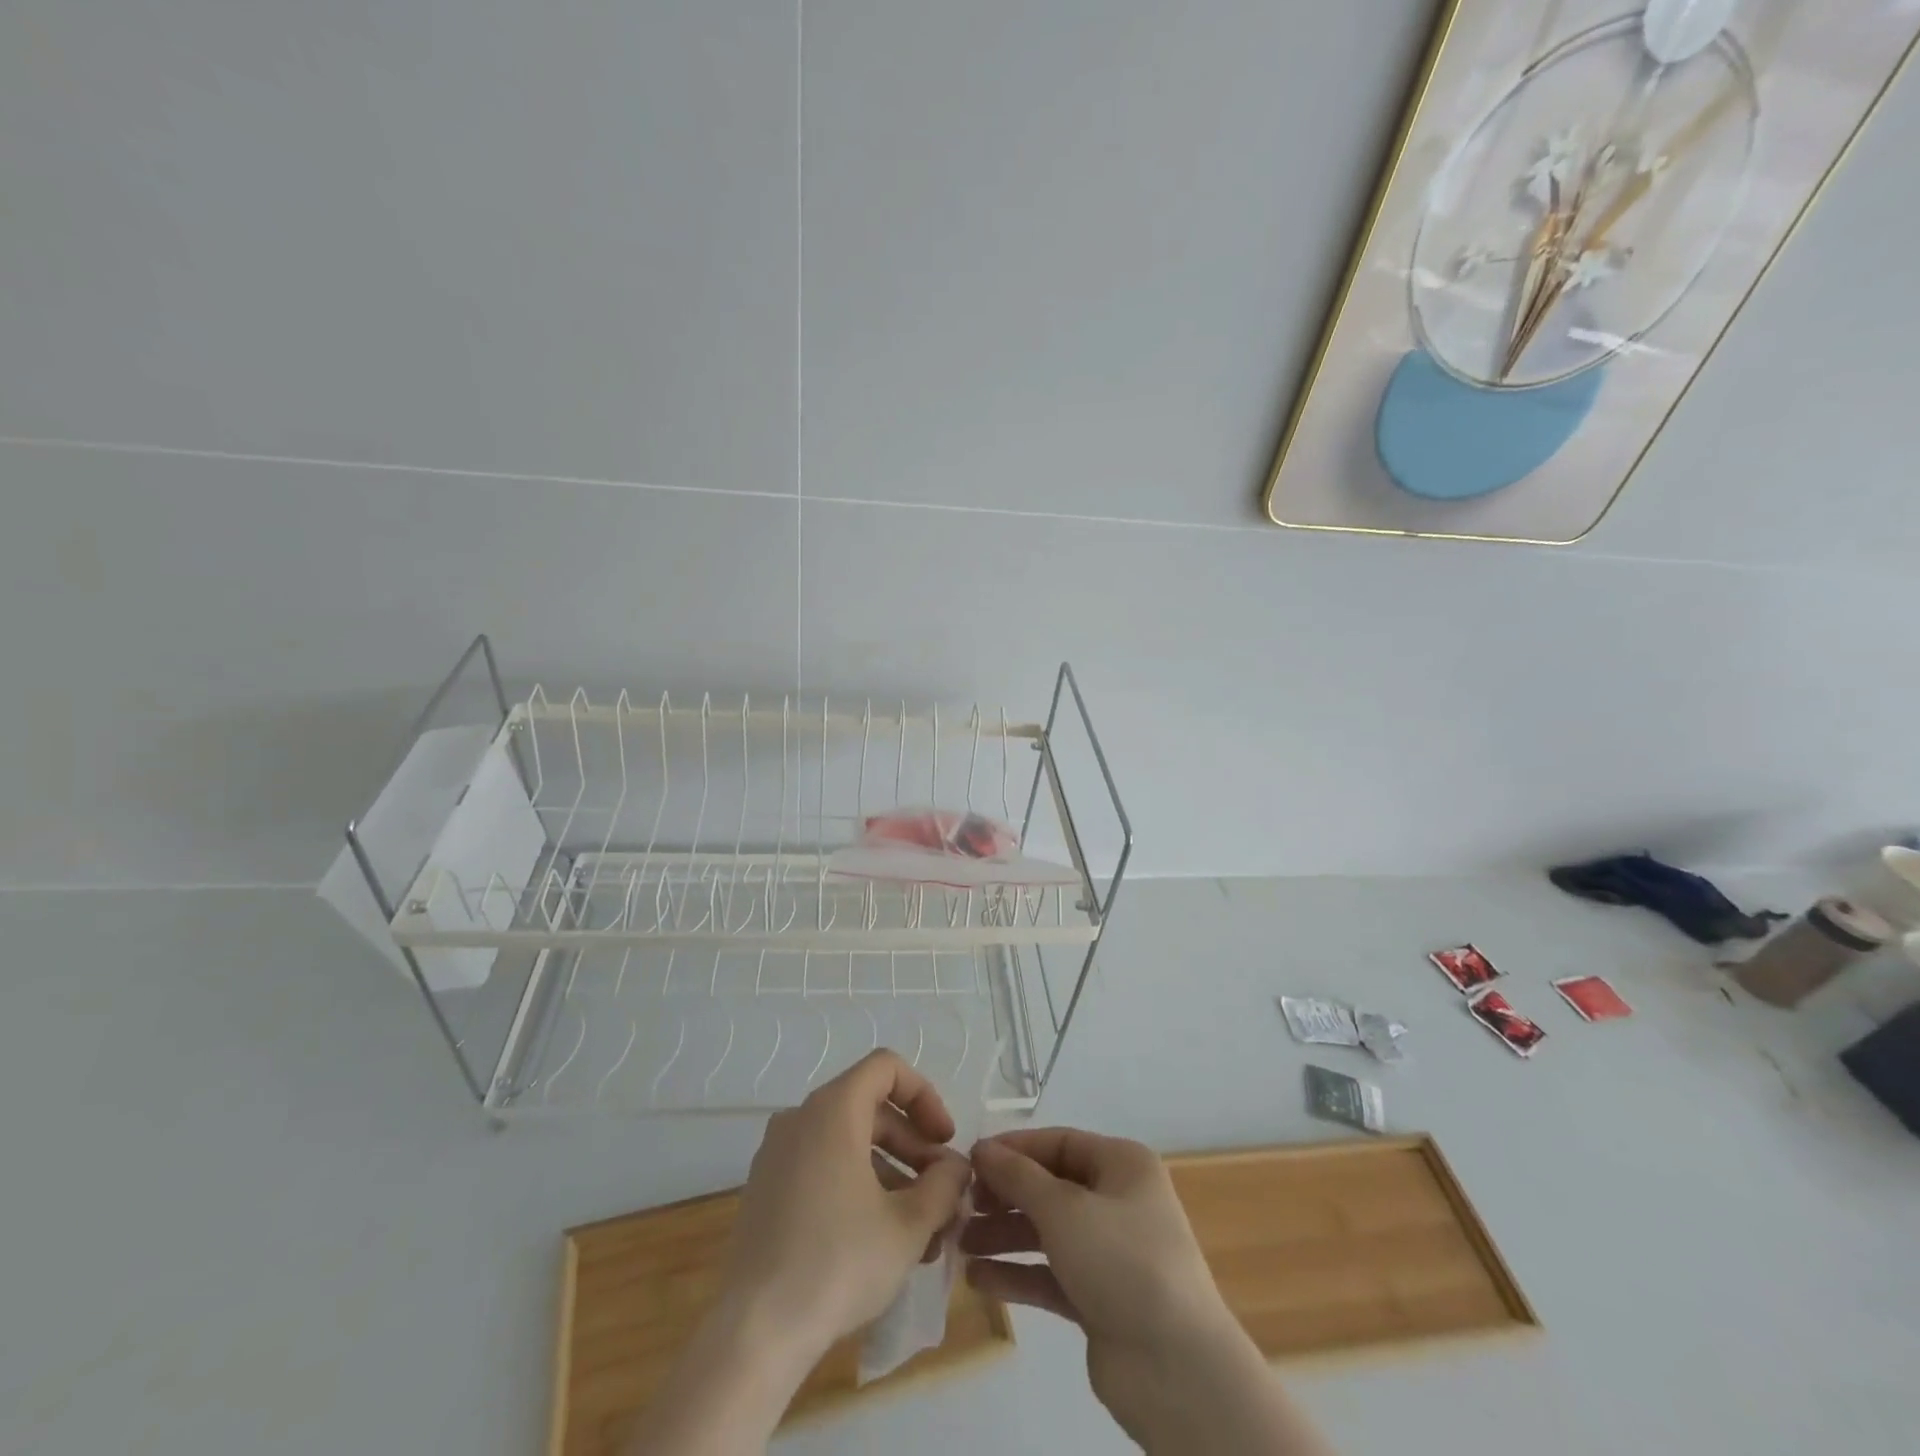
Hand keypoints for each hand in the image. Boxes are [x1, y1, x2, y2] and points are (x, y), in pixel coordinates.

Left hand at [723, 1049, 971, 1360]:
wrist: (754, 1334)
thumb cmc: (838, 1263)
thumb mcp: (908, 1224)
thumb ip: (944, 1185)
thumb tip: (955, 1167)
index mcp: (832, 1110)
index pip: (886, 1068)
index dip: (924, 1096)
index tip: (945, 1140)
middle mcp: (800, 1118)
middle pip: (870, 1108)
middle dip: (913, 1145)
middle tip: (941, 1191)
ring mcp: (777, 1154)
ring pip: (848, 1142)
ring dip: (891, 1173)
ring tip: (921, 1228)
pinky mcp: (765, 1190)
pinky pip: (822, 1167)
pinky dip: (857, 1186)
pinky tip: (881, 1239)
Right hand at [965, 1130, 1328, 1454]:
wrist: (1176, 1370)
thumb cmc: (1121, 1261)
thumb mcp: (1064, 1208)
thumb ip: (1018, 1176)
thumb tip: (981, 1148)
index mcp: (1122, 1165)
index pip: (1058, 1143)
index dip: (1014, 1149)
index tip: (970, 1160)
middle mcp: (1118, 1200)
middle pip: (1050, 1187)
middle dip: (1005, 1196)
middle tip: (960, 1206)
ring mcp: (1110, 1252)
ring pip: (1047, 1232)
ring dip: (1004, 1236)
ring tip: (959, 1244)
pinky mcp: (1100, 1298)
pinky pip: (1051, 1274)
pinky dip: (1018, 1274)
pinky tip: (979, 1280)